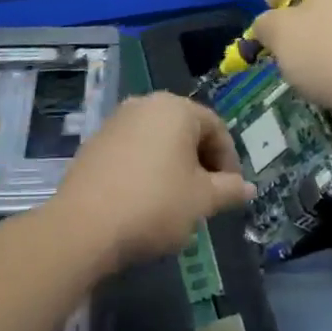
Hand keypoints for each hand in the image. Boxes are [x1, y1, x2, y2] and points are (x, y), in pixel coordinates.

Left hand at [53, 92, 254, 273]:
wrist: (83, 227)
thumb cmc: (155, 205)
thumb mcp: (202, 201)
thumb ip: (229, 190)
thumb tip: (248, 188)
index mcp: (176, 108)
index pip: (216, 128)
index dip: (229, 161)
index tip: (230, 192)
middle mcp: (146, 104)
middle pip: (186, 130)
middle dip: (201, 162)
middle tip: (206, 197)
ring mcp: (116, 121)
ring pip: (158, 140)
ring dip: (174, 166)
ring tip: (176, 201)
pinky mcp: (95, 142)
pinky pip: (133, 150)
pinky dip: (146, 169)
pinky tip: (145, 200)